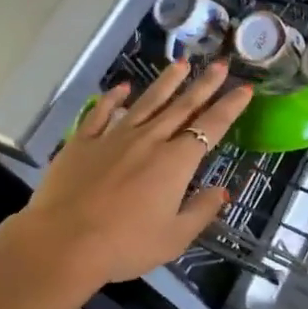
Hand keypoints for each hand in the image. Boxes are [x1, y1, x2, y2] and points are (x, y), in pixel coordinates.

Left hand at [12, 61, 252, 285]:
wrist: (62, 242)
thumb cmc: (124, 245)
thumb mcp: (174, 238)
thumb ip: (201, 211)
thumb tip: (222, 190)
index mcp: (174, 162)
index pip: (210, 127)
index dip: (229, 107)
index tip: (244, 88)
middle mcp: (148, 140)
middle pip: (181, 106)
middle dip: (204, 84)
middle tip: (219, 63)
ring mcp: (113, 137)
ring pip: (146, 102)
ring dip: (166, 82)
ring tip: (180, 63)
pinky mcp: (82, 141)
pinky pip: (101, 113)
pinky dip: (113, 98)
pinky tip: (122, 87)